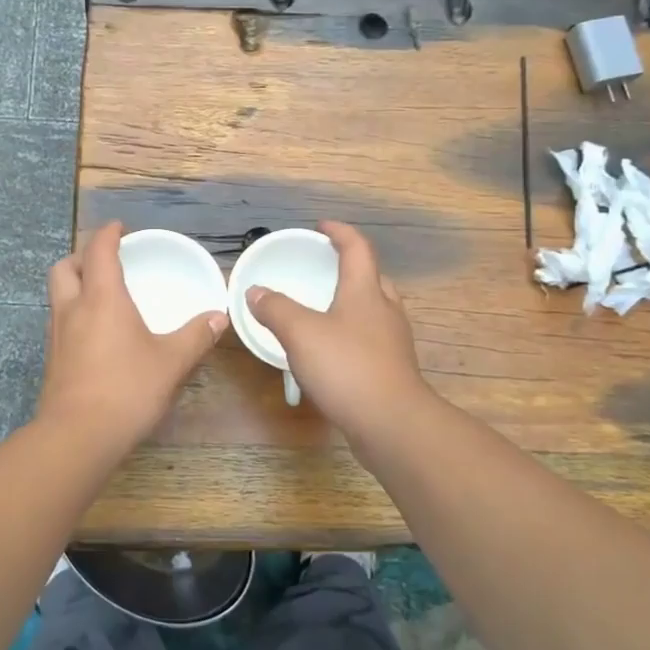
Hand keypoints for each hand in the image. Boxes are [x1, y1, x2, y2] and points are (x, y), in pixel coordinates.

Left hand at [37, 221, 226, 456]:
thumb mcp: (171, 362)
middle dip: (82, 256)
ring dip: (75, 284)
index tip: (121, 228)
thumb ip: (196, 337)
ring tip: (100, 294)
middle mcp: (73, 309)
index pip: (99, 250)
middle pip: (65, 267)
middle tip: (105, 261)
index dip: (109, 234)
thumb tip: (218, 317)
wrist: (78, 436)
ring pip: (57, 294)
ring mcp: (57, 335)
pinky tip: (95, 333)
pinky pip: (59, 321)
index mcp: (102, 298)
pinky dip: (74, 313)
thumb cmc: (127, 389)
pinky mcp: (52, 360)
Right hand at [245, 221, 434, 442]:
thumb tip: (255, 292)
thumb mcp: (300, 333)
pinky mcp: (393, 368)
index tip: (321, 226)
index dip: (340, 232)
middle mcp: (385, 309)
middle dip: (350, 267)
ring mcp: (393, 340)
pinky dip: (353, 332)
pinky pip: (372, 337)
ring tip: (326, 309)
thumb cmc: (346, 367)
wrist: (391, 423)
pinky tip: (334, 350)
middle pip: (372, 277)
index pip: (357, 248)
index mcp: (365, 291)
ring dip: (353, 301)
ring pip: (375, 308)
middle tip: (324, 268)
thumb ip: (275, 309)